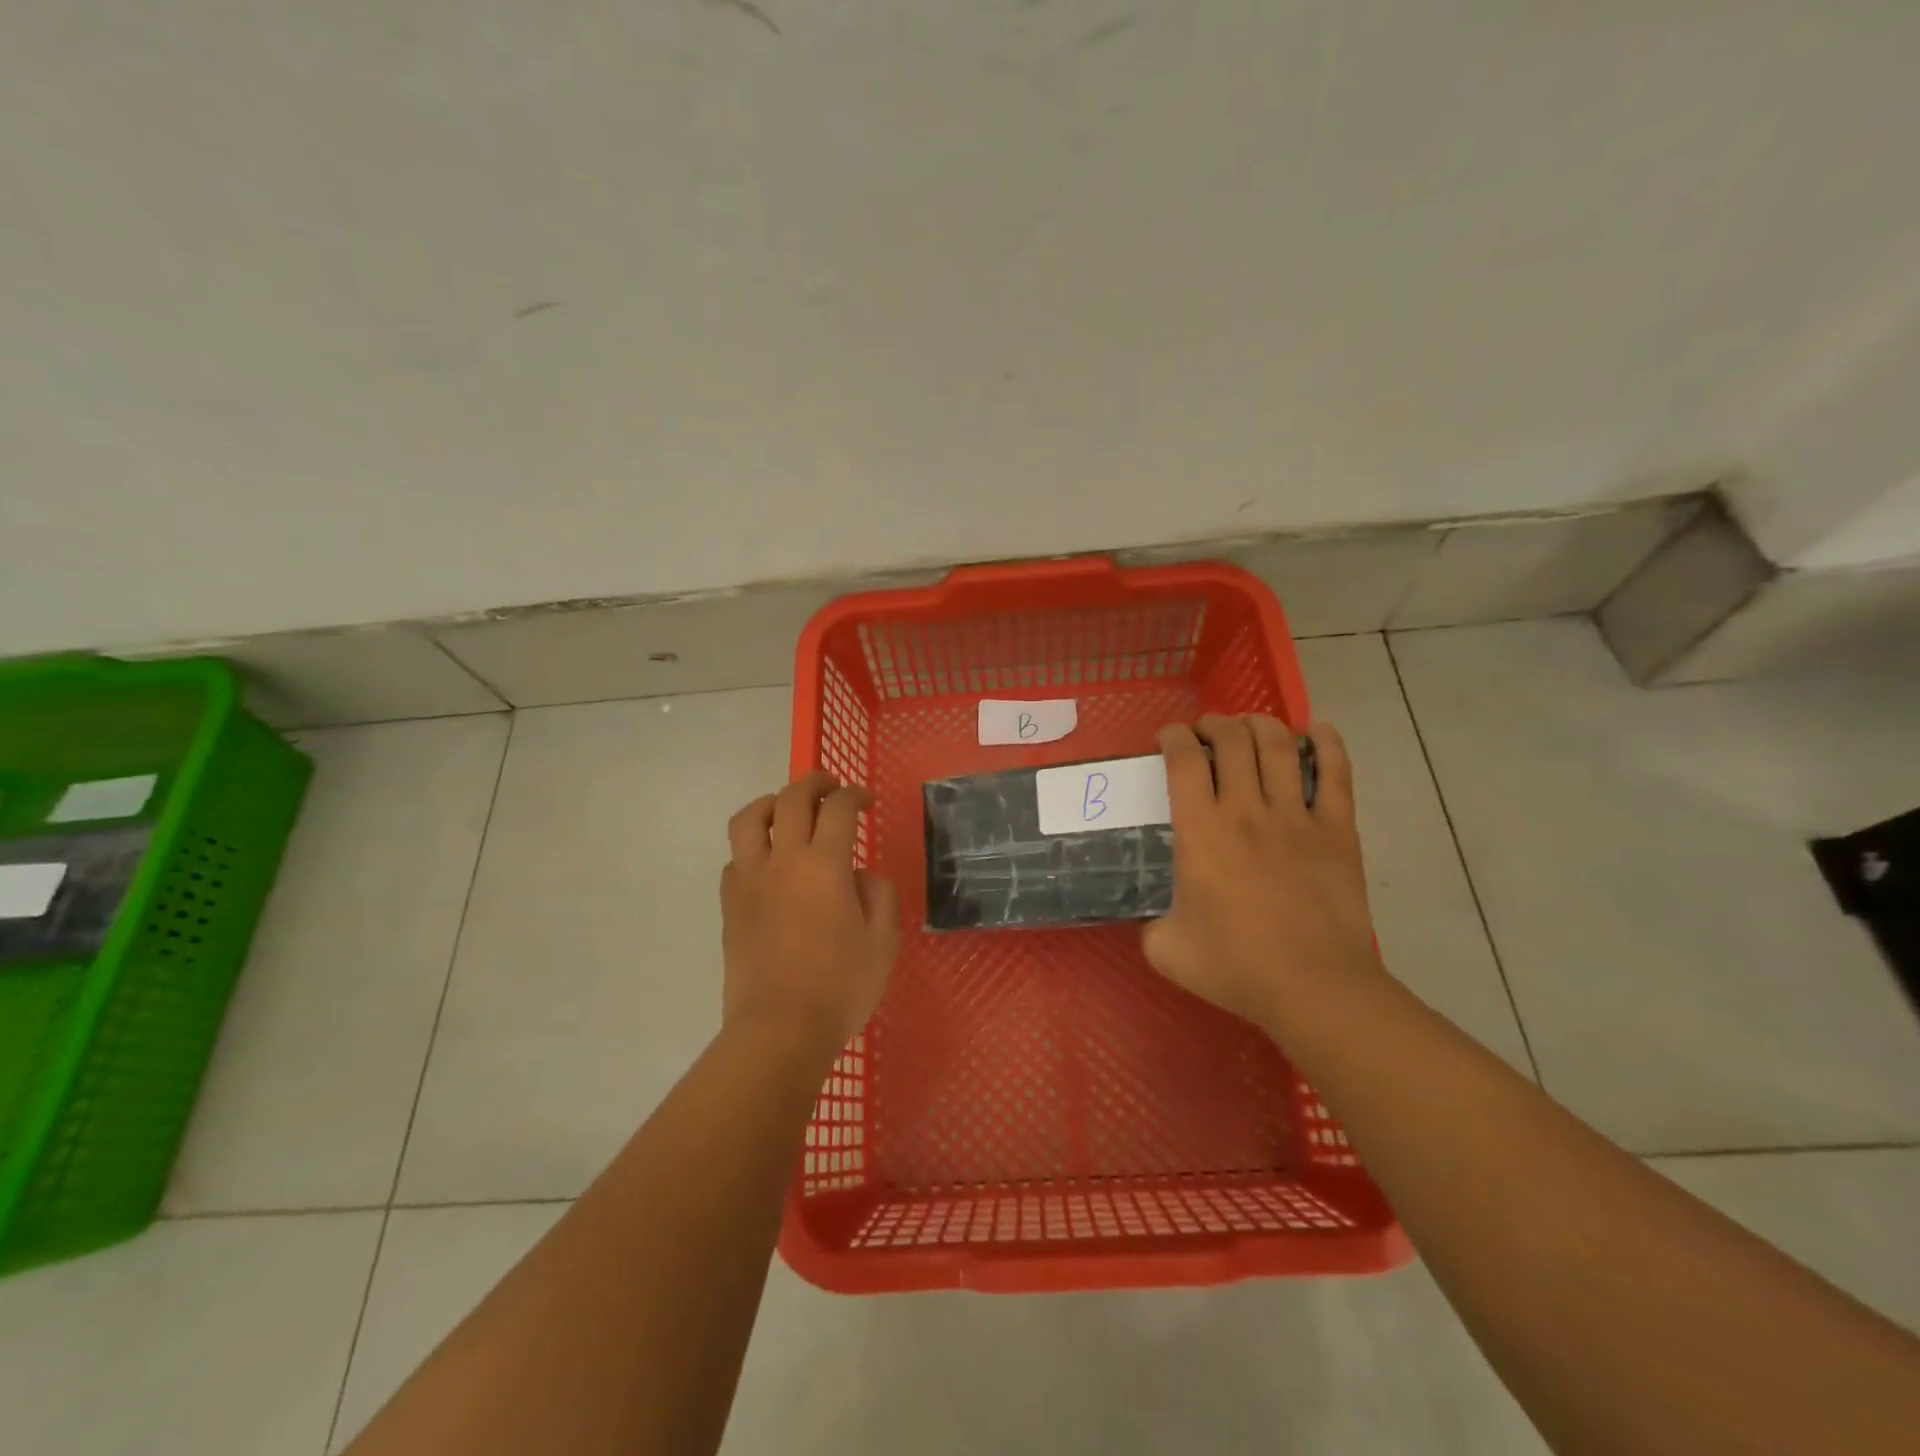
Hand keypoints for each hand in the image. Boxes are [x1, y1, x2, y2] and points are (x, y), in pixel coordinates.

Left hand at [720, 769, 900, 1052]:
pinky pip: (735, 858)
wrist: (780, 1030)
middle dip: (814, 782)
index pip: (839, 808)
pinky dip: (752, 848)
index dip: (855, 795)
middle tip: (830, 786)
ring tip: (787, 811)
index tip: (866, 802)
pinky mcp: (730, 905)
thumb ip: (878, 895)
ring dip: (771, 803)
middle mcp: (783, 861)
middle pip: (791, 798)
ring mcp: (750, 881)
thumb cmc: (840, 987)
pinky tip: (768, 864)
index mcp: (825, 866)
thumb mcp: (883, 942)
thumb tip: (859, 875)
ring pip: (748, 819)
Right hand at [1142, 715, 1382, 1035]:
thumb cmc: (1235, 967)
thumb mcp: (1167, 950)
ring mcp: (1296, 816)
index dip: (1172, 736)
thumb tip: (1154, 919)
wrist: (1314, 986)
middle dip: (1214, 724)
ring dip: (1260, 724)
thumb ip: (1150, 926)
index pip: (1183, 759)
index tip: (1167, 739)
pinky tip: (1317, 730)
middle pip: (1231, 739)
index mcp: (1201, 831)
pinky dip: (1327, 743)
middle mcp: (1246, 810)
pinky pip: (1336, 772)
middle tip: (1206, 733)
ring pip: (1279, 745)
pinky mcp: (1337, 829)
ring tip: (1250, 727)